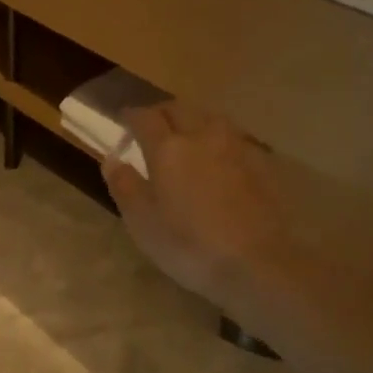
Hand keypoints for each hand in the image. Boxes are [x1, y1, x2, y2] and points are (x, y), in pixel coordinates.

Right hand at [102, 102, 300, 309]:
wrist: (258, 264)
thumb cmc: (189, 245)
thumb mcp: (142, 221)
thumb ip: (124, 185)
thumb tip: (112, 158)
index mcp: (168, 148)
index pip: (145, 117)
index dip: (132, 116)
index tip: (123, 120)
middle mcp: (202, 136)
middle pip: (179, 109)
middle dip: (161, 112)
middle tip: (152, 126)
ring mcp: (236, 147)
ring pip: (209, 118)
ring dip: (192, 121)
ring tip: (186, 137)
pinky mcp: (261, 163)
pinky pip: (233, 137)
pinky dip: (218, 139)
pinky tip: (218, 158)